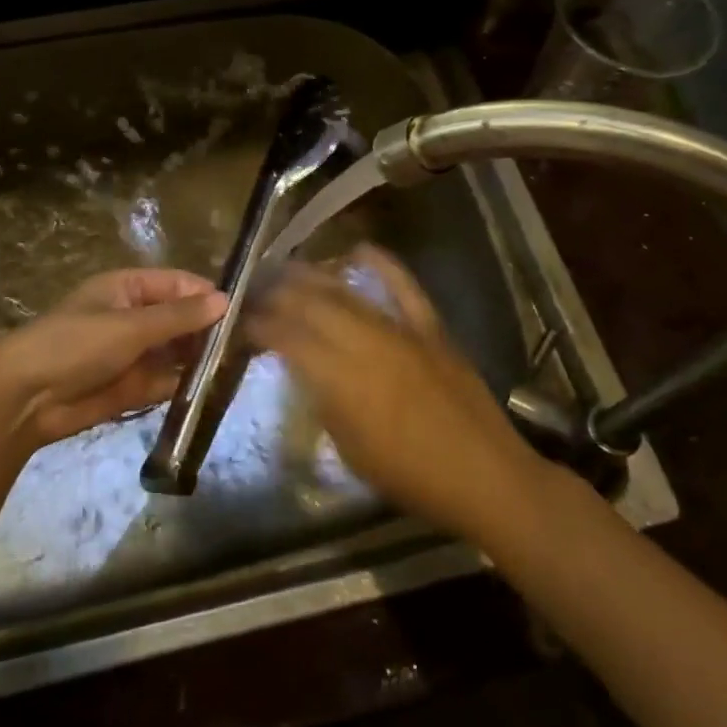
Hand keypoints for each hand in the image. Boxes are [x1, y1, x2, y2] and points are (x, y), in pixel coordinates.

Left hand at [0, 268, 227, 449]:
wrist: (26, 400)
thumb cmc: (76, 345)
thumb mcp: (130, 325)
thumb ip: (179, 316)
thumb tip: (225, 300)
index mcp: (128, 288)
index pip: (178, 284)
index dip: (208, 295)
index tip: (244, 311)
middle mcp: (134, 316)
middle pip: (181, 318)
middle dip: (210, 329)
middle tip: (250, 343)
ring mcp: (134, 353)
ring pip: (178, 350)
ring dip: (202, 357)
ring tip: (240, 365)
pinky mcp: (133, 386)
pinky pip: (167, 380)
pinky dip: (187, 383)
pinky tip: (214, 388)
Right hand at [246, 246, 538, 541]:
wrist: (485, 476)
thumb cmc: (411, 477)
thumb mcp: (351, 449)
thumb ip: (324, 401)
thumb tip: (305, 370)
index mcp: (341, 380)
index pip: (288, 339)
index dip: (259, 327)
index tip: (242, 323)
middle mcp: (365, 344)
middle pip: (311, 306)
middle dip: (277, 295)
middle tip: (257, 291)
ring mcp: (401, 331)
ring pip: (347, 293)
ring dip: (313, 277)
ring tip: (288, 268)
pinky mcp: (431, 328)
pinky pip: (405, 287)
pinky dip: (382, 265)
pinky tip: (359, 249)